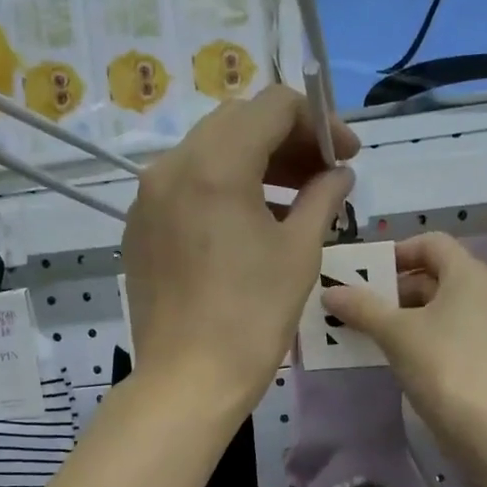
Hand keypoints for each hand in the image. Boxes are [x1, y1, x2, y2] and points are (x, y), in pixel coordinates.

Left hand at [123, 86, 356, 420]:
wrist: (188, 379)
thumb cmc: (253, 317)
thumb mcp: (300, 252)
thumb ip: (323, 197)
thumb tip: (339, 174)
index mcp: (214, 164)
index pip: (274, 107)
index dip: (320, 122)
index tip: (347, 157)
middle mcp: (171, 166)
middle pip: (238, 123)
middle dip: (288, 140)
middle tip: (325, 175)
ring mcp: (148, 197)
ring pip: (209, 153)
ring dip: (257, 163)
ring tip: (296, 200)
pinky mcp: (140, 228)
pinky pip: (186, 187)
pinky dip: (224, 189)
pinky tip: (251, 223)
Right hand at [321, 232, 486, 452]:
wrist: (484, 425)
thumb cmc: (441, 363)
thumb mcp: (395, 332)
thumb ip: (361, 307)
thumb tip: (330, 293)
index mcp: (467, 274)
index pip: (431, 243)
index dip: (397, 251)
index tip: (367, 273)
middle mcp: (481, 293)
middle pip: (432, 275)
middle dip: (392, 287)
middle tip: (356, 304)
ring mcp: (483, 326)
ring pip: (436, 307)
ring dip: (400, 314)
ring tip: (364, 329)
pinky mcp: (479, 355)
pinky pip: (443, 332)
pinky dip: (416, 335)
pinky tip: (389, 353)